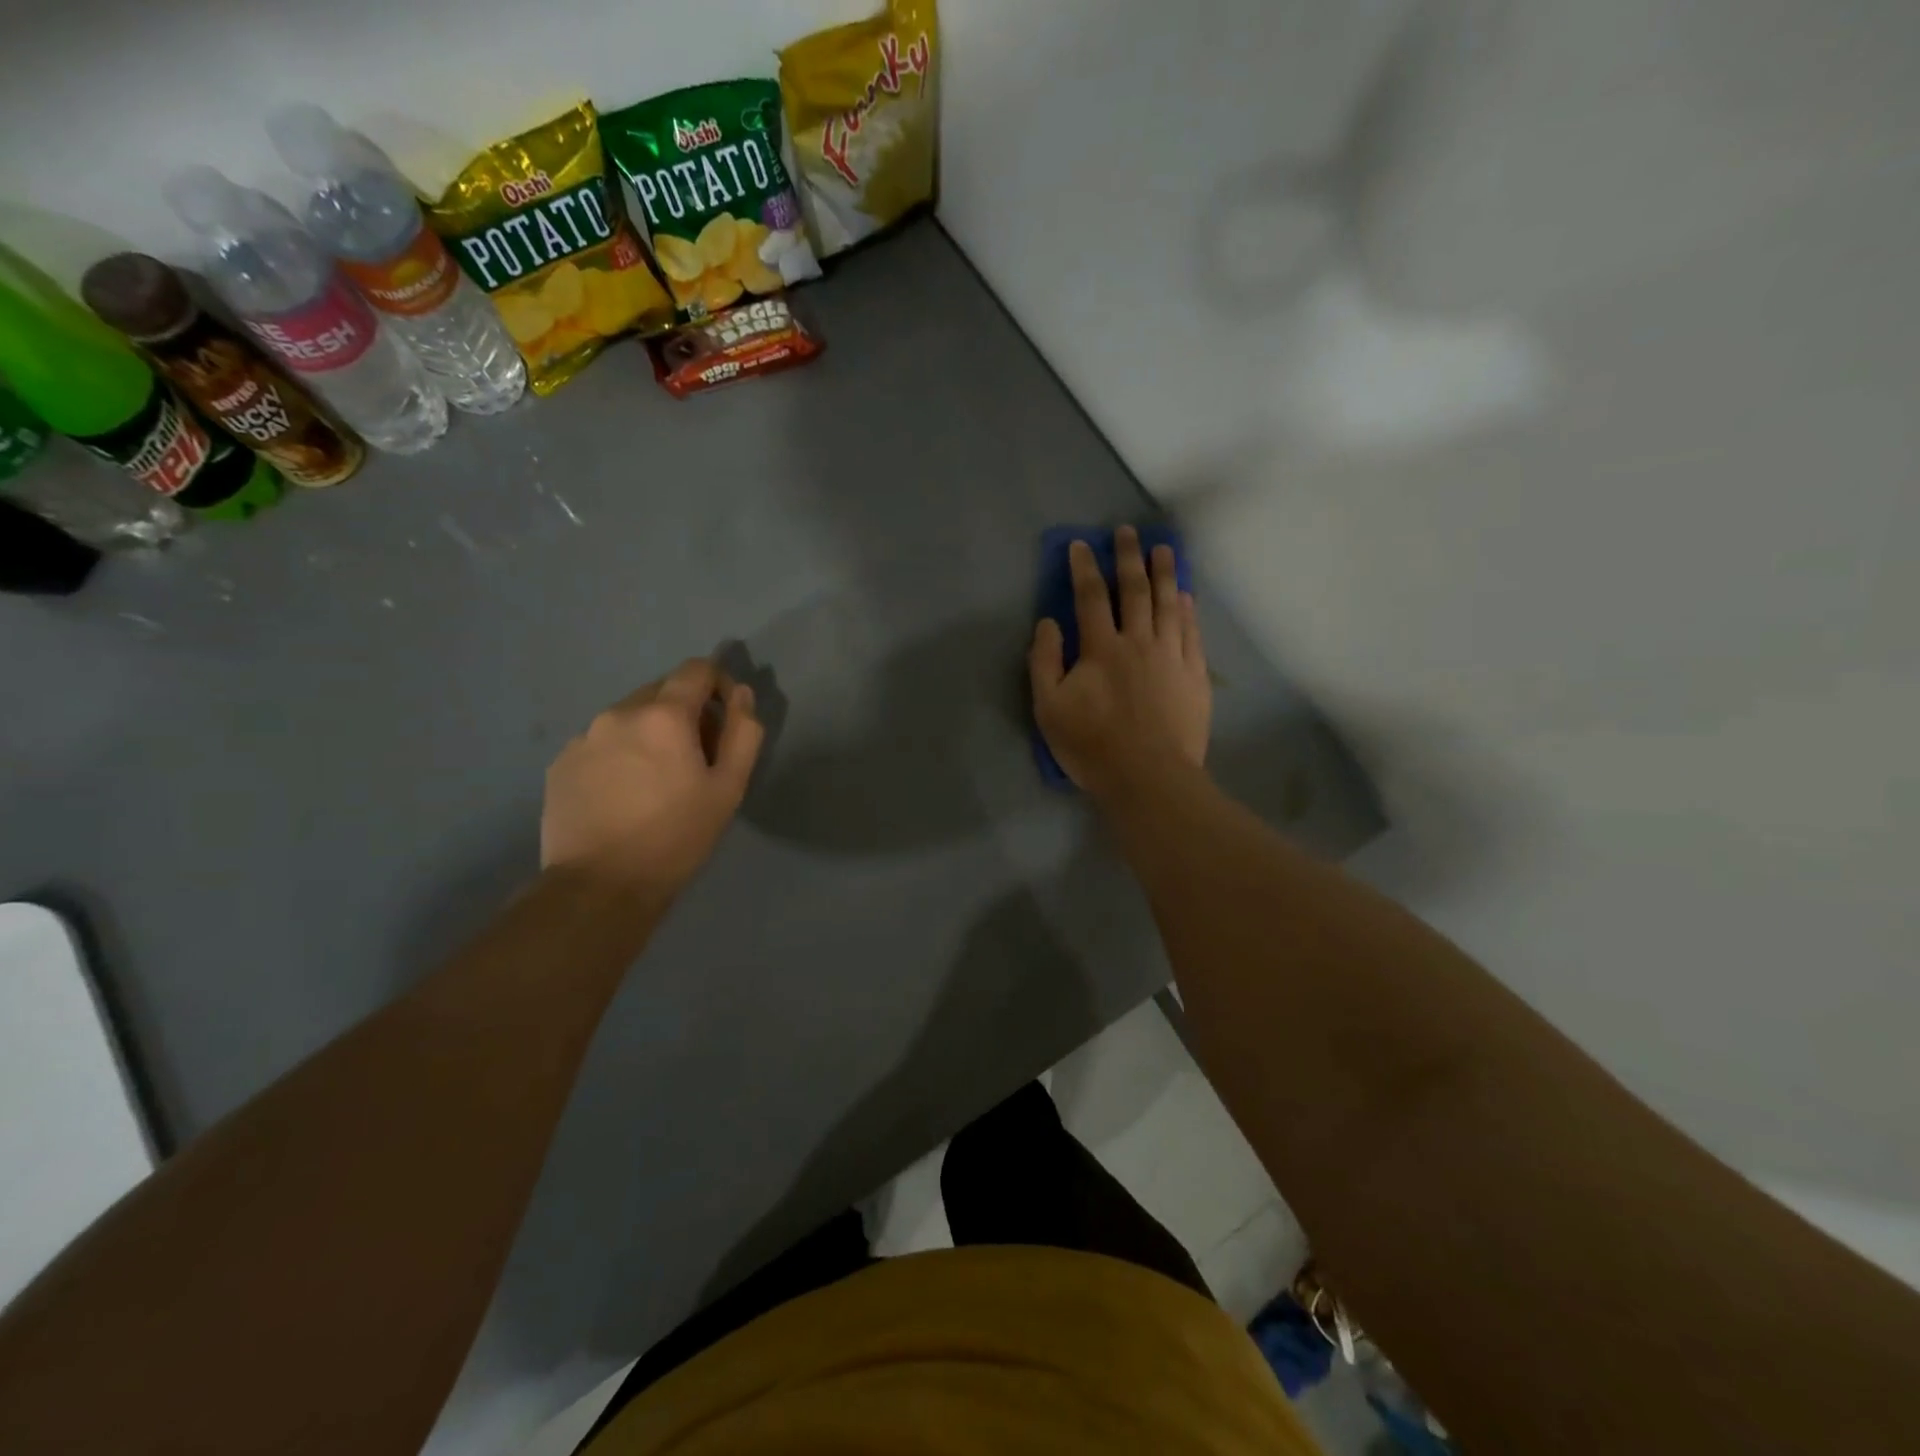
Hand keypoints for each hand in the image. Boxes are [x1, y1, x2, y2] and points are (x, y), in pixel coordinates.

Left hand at [541, 659, 763, 900]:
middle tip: (696, 758)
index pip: (696, 669)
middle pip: (662, 691)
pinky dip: (620, 754)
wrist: (600, 886)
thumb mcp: (729, 788)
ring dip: (650, 733)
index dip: (719, 684)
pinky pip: (601, 742)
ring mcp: (583, 737)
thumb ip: (743, 733)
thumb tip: (742, 695)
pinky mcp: (561, 763)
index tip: (726, 718)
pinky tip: (624, 794)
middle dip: (685, 712)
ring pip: (629, 717)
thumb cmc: (676, 836)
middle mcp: (618, 712)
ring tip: (657, 780)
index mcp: (663, 715)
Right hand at [1029, 527, 1210, 799]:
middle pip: (1135, 590)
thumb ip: (1045, 662)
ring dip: (1165, 573)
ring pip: (1169, 604)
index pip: (1090, 597)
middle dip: (1129, 558)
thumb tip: (1048, 623)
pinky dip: (1188, 609)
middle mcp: (1139, 641)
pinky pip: (1192, 631)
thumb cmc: (1093, 746)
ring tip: (1164, 549)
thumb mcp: (1049, 708)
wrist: (1150, 777)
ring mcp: (1172, 656)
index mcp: (1101, 648)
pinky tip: (1186, 595)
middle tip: (1128, 532)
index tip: (1081, 544)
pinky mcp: (1195, 675)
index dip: (1084, 568)